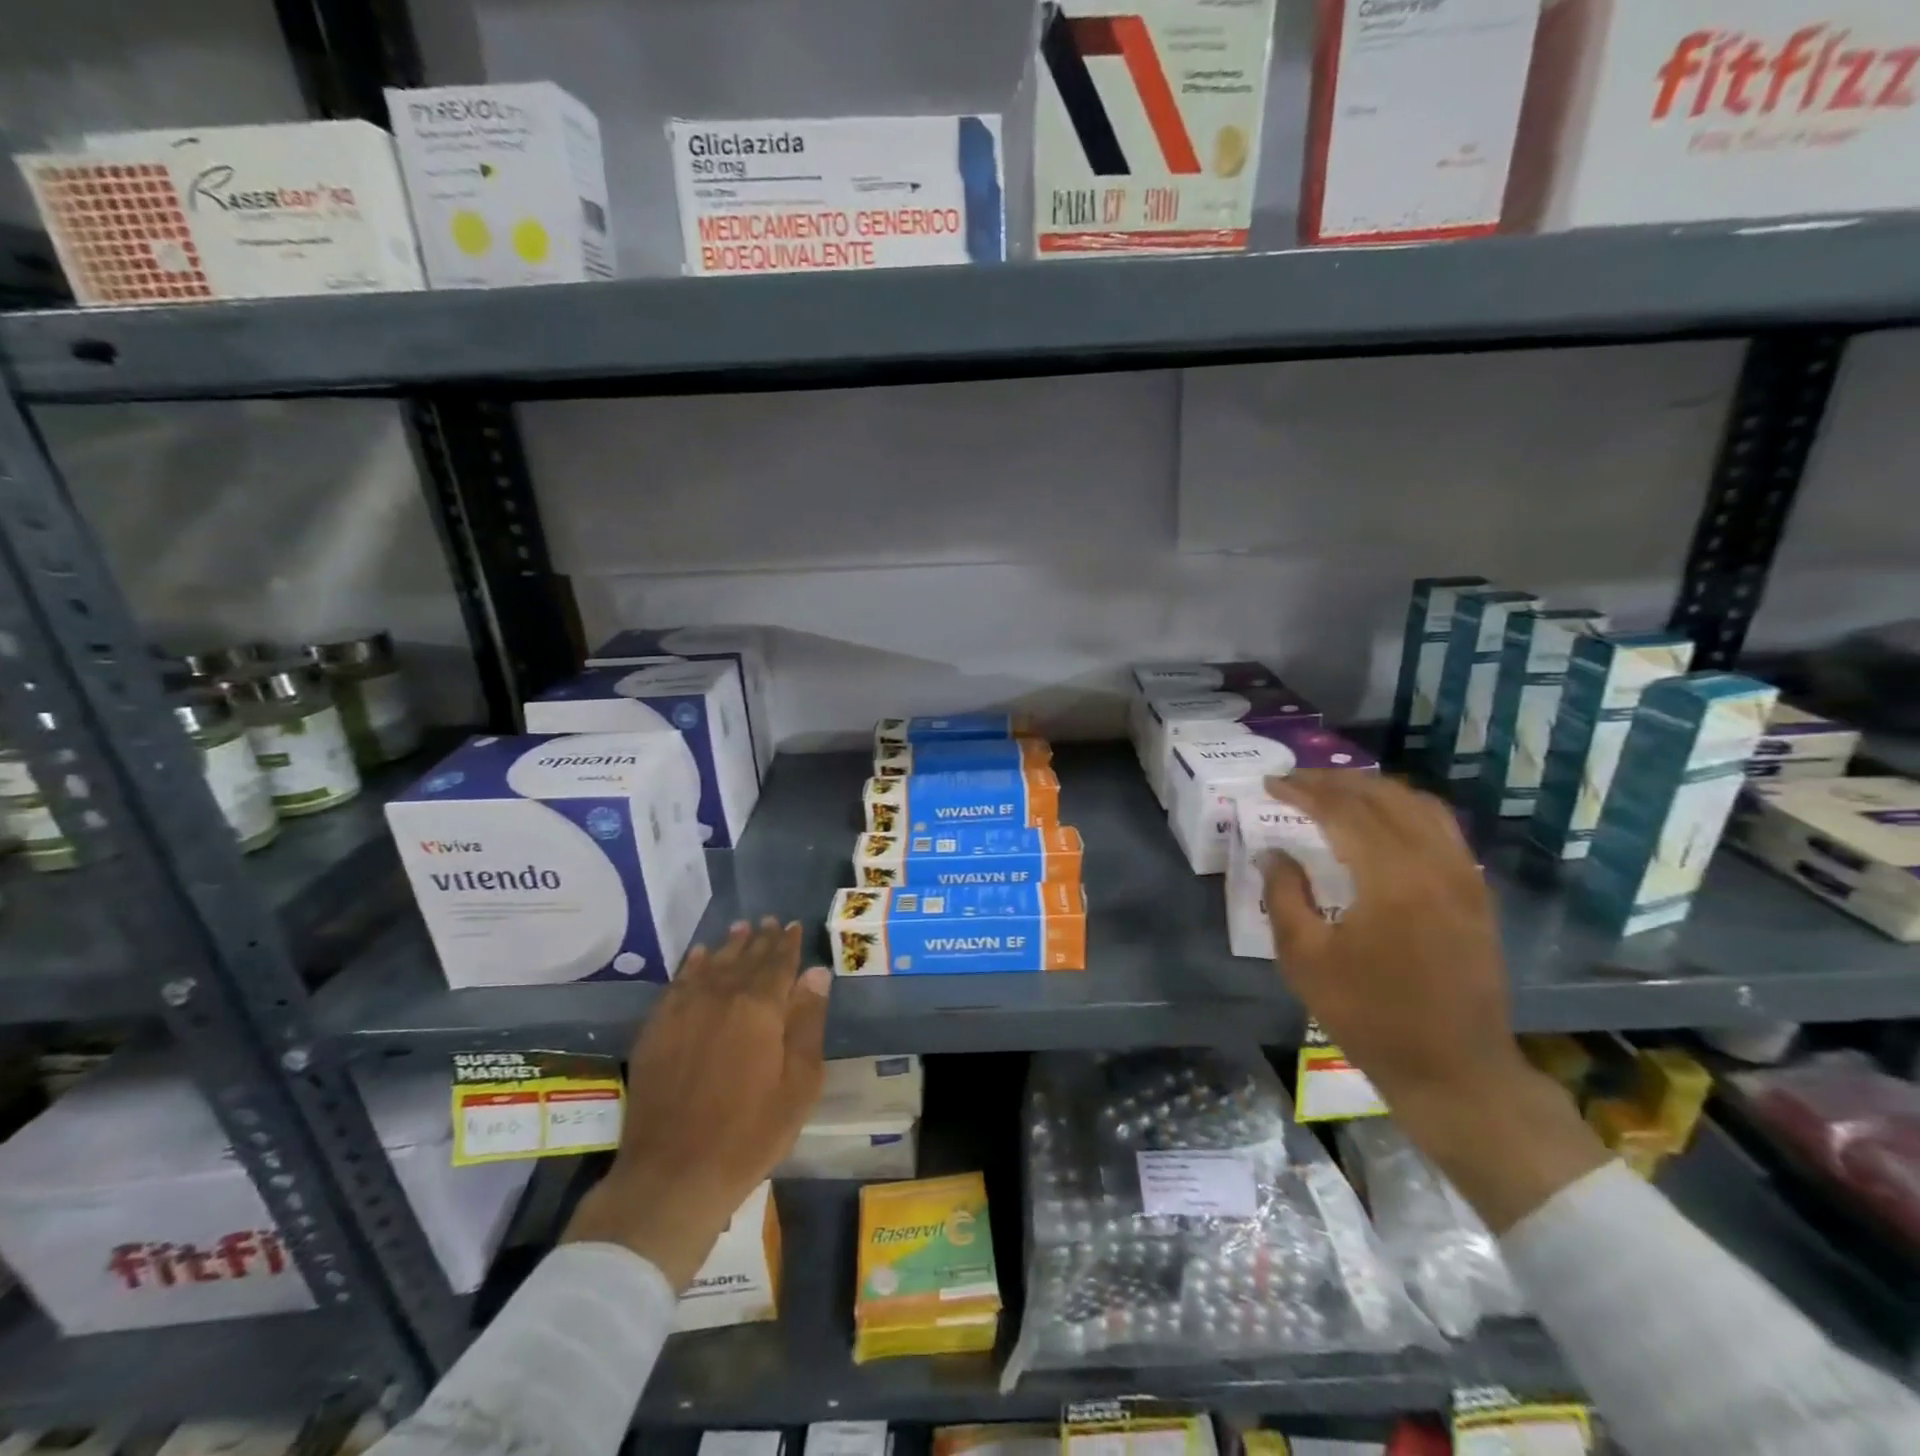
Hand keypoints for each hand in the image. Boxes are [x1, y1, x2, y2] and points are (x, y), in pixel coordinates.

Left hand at [562, 918, 829, 1287]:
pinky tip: (700, 956)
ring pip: (712, 965)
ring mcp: (684, 1010)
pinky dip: (693, 965)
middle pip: (745, 958)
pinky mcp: (657, 1028)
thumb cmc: (752, 1132)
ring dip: (729, 945)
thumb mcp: (800, 1083)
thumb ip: (808, 1022)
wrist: (676, 1173)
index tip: (792, 925)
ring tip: (741, 929)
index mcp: (761, 1008)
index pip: (778, 963)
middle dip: (760, 939)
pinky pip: (679, 983)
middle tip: (769, 921)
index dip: (787, 943)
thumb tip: (817, 973)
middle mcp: (721, 997)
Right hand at [1260, 770, 1519, 1110]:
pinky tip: (1381, 820)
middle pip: (1382, 797)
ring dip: (1372, 790)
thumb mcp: (1305, 958)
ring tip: (1334, 792)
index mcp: (1391, 878)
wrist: (1454, 1070)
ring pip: (1419, 804)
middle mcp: (1434, 863)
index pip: (1342, 810)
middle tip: (1295, 780)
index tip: (1271, 783)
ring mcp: (1463, 875)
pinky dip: (1405, 809)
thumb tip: (1272, 852)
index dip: (1303, 790)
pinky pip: (1441, 827)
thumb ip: (1284, 894)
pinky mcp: (1476, 892)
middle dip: (1334, 782)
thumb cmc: (1369, 1015)